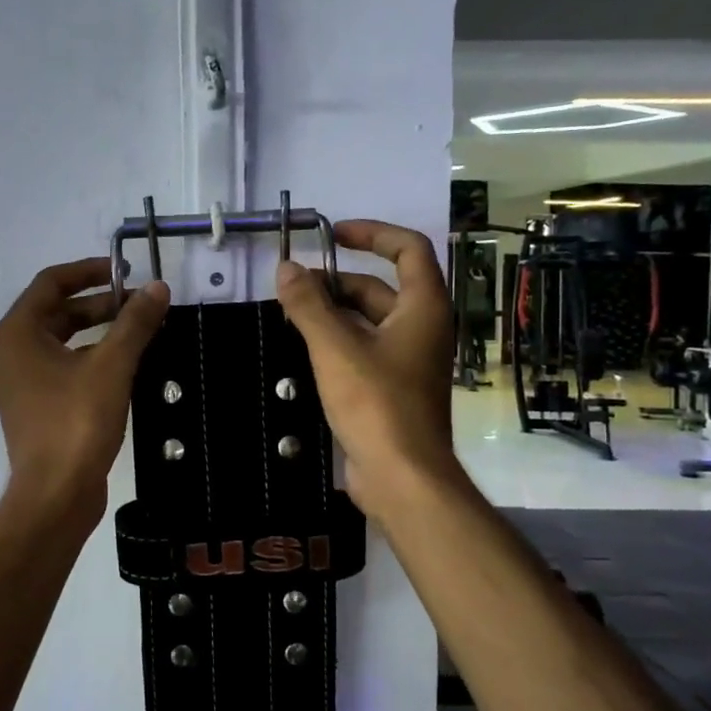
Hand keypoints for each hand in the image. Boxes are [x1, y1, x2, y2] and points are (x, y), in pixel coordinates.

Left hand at [0, 258, 170, 519]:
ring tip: (139, 332)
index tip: (126, 273)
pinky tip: (125, 367)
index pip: (51, 283)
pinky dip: (92, 359)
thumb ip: (134, 323)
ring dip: (99, 332)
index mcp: (19, 333)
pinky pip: (65, 369)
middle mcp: (13, 353)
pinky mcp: (37, 409)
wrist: (54, 495)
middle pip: (57, 312)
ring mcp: (22, 384)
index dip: (89, 271)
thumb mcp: (111, 366)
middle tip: (140, 305)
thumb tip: (158, 288)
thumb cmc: (76, 423)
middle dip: (100, 304)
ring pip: (63, 342)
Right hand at [275, 220, 459, 514]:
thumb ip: (308, 305)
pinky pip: (364, 349)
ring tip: (290, 313)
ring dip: (332, 312)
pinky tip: (304, 347)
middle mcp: (422, 328)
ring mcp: (408, 360)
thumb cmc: (376, 403)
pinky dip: (337, 340)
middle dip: (336, 281)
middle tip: (292, 287)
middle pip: (380, 287)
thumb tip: (286, 267)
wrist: (402, 477)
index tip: (333, 234)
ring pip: (368, 320)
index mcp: (423, 308)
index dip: (372, 233)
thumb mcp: (335, 348)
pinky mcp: (392, 388)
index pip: (407, 249)